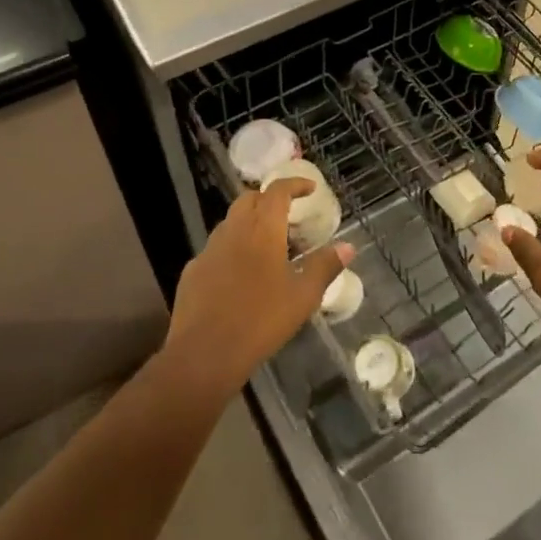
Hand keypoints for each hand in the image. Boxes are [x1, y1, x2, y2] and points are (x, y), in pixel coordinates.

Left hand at [165, 178, 351, 397]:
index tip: (310, 189)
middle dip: (269, 200)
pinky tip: (241, 276)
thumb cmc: (261, 320)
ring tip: (268, 247)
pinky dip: (232, 250)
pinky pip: (216, 249)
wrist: (203, 355)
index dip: (295, 184)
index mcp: (262, 229)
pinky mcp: (192, 272)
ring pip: (231, 223)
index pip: (277, 190)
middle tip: (288, 216)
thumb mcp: (303, 296)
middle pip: (250, 200)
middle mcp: (233, 230)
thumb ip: (325, 267)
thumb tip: (348, 246)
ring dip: (250, 224)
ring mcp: (208, 250)